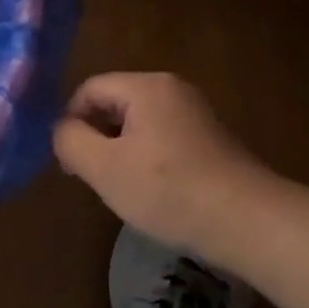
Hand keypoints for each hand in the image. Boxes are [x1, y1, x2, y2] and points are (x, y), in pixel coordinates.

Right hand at [53, 72, 266, 257]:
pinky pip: (161, 139)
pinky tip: (151, 191)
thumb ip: (69, 141)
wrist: (247, 221)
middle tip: (90, 177)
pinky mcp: (209, 140)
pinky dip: (146, 159)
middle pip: (114, 103)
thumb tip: (61, 129)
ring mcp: (195, 114)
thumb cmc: (168, 190)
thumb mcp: (103, 167)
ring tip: (119, 187)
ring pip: (137, 124)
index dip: (70, 121)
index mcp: (146, 86)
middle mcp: (173, 90)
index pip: (89, 89)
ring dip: (119, 152)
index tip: (69, 162)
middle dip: (95, 137)